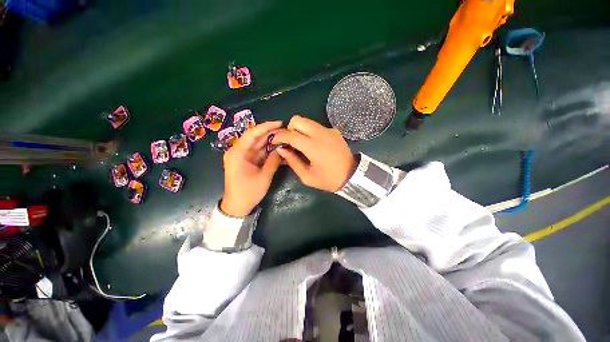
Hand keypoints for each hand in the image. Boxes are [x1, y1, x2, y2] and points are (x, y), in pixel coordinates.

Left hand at [221, 121, 282, 216]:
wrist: (237, 206)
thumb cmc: (248, 192)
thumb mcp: (263, 177)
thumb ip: (273, 161)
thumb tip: (281, 149)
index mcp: (238, 153)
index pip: (252, 134)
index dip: (266, 127)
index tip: (280, 123)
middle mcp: (238, 151)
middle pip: (255, 138)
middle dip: (270, 134)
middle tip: (286, 131)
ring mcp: (243, 156)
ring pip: (258, 145)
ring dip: (270, 142)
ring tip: (285, 139)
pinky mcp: (247, 161)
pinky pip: (259, 152)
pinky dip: (268, 151)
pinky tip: (279, 149)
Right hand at [272, 115, 356, 191]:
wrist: (353, 176)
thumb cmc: (329, 180)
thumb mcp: (308, 177)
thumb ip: (293, 161)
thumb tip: (281, 149)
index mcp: (314, 147)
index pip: (291, 134)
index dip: (279, 136)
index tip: (274, 141)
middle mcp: (321, 133)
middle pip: (298, 119)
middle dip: (289, 129)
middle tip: (289, 142)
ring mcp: (329, 130)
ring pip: (307, 121)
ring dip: (299, 129)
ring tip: (299, 144)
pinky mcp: (334, 131)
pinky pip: (316, 126)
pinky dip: (309, 132)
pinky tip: (312, 144)